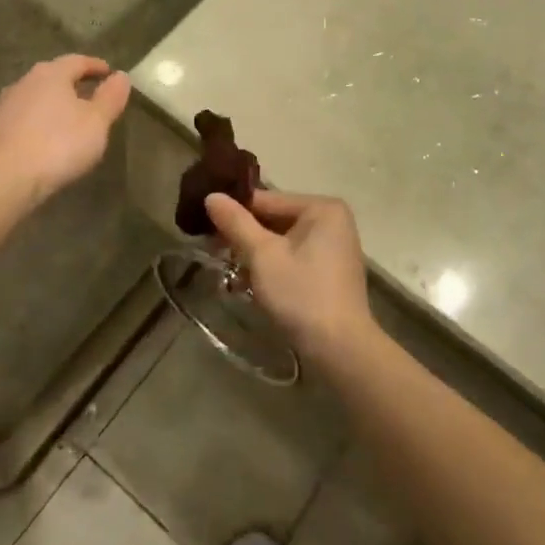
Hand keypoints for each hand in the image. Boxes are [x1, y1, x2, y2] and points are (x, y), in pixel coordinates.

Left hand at [0, 55, 130, 200]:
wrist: (4, 177)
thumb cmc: (58, 144)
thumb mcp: (96, 122)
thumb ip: (110, 97)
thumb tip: (121, 76)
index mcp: (52, 73)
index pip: (78, 60)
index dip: (96, 66)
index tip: (109, 73)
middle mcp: (26, 81)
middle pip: (55, 76)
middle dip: (74, 84)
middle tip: (92, 96)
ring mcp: (6, 105)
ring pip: (38, 96)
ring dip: (55, 103)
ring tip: (72, 119)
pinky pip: (25, 117)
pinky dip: (41, 121)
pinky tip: (48, 138)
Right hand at [206, 189, 374, 364]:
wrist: (340, 349)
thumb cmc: (301, 294)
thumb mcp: (262, 255)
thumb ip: (236, 223)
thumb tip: (211, 195)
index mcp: (321, 207)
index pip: (266, 200)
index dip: (234, 212)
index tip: (204, 224)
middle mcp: (332, 221)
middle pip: (275, 219)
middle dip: (245, 237)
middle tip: (212, 250)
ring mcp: (333, 247)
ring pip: (282, 241)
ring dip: (255, 255)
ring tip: (228, 270)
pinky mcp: (330, 272)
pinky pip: (293, 257)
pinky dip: (273, 267)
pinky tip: (250, 284)